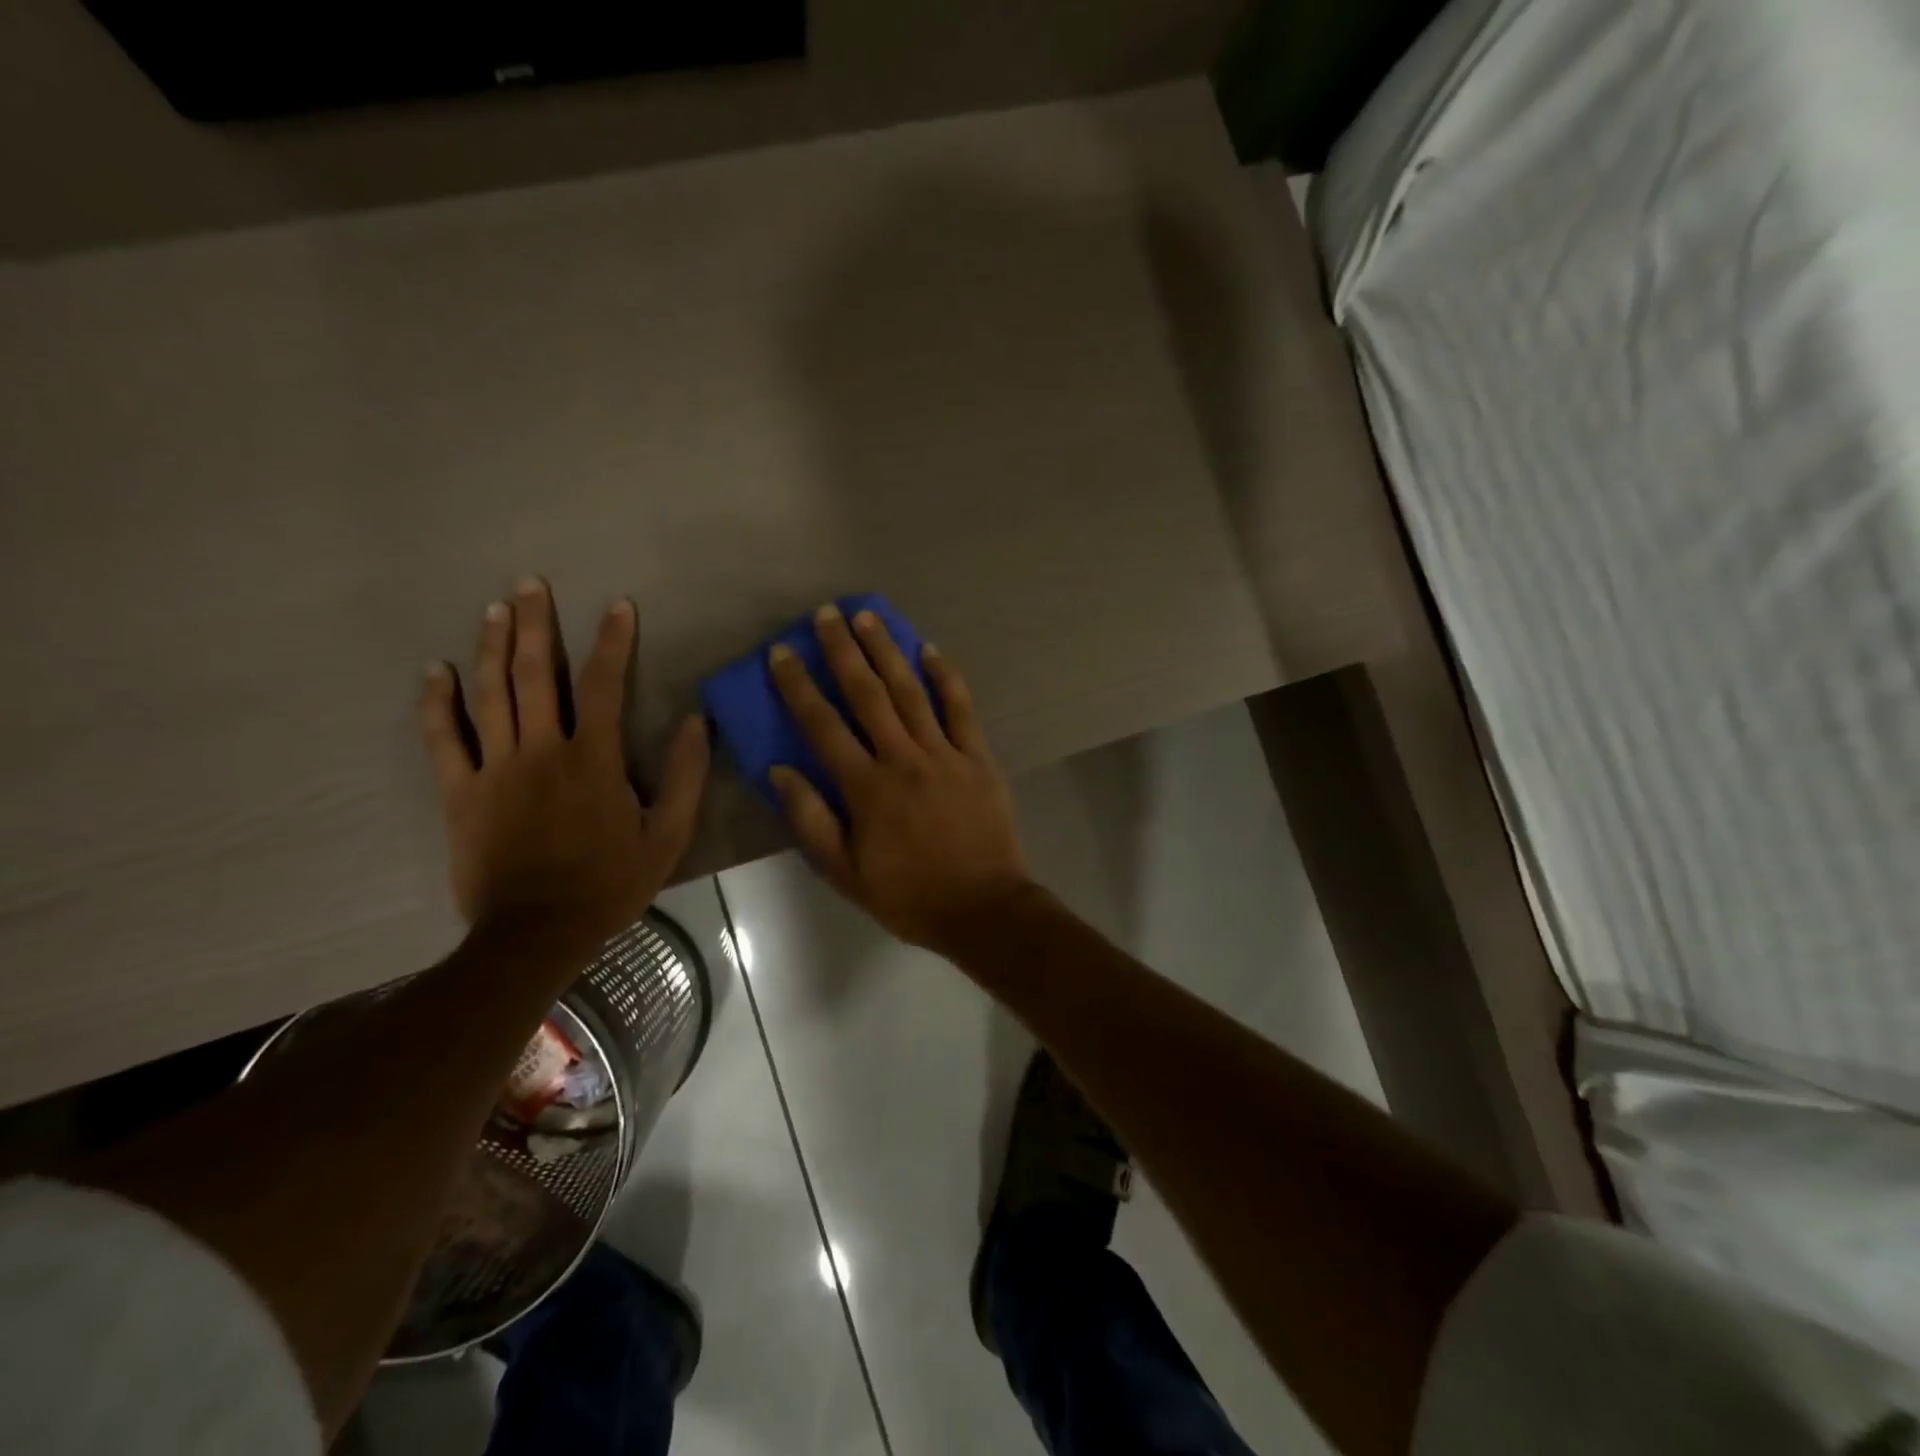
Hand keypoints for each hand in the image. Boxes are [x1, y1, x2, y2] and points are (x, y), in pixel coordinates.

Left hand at [419, 578, 709, 949]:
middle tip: (530, 583)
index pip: (603, 685)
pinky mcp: (460, 793)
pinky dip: (438, 703)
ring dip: (490, 647)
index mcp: (594, 759)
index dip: (612, 641)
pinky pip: (444, 739)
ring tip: (494, 608)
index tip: (617, 606)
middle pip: (534, 674)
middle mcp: (541, 751)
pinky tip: (436, 671)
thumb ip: (686, 776)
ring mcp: (495, 769)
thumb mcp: (668, 836)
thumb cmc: (610, 883)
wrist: (535, 934)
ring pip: (489, 695)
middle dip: (534, 624)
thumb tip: (698, 721)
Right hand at [766, 604, 1031, 956]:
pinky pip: (961, 709)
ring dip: (887, 651)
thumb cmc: (909, 895)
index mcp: (866, 789)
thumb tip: (780, 771)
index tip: (782, 653)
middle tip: (826, 614)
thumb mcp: (845, 872)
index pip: (823, 726)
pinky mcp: (977, 757)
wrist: (983, 908)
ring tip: (867, 616)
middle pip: (867, 694)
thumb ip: (811, 820)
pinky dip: (946, 677)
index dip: (799, 686)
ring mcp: (944, 754)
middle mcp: (903, 759)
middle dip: (843, 651)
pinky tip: (930, 650)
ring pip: (910, 692)